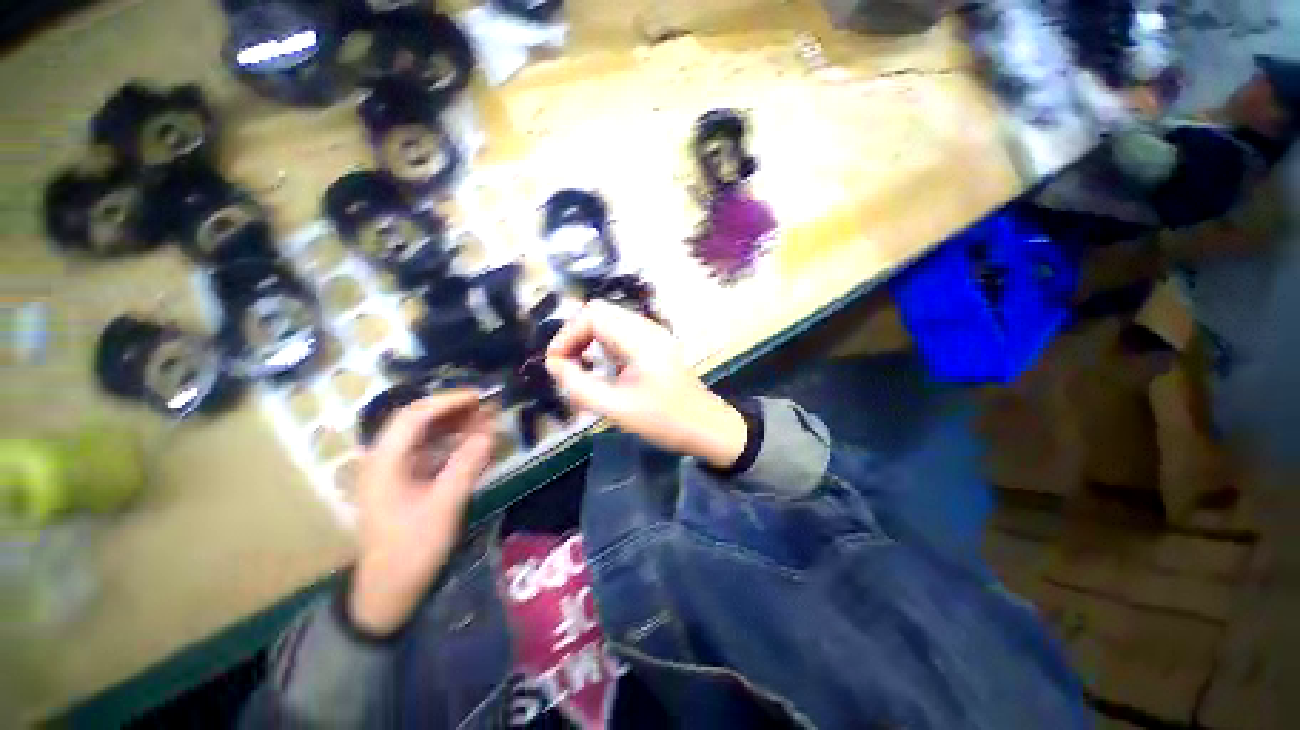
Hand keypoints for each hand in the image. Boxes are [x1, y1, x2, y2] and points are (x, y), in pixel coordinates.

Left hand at [348, 391, 495, 635]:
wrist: (388, 591)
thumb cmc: (412, 550)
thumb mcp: (443, 508)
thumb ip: (466, 466)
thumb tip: (489, 433)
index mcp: (384, 463)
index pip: (413, 417)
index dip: (447, 401)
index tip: (479, 397)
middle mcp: (385, 459)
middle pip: (418, 421)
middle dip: (454, 409)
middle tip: (488, 406)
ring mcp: (394, 470)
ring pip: (425, 434)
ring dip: (456, 423)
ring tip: (487, 418)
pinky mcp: (405, 480)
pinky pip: (430, 450)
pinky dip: (453, 442)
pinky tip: (474, 441)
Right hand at [545, 302, 745, 468]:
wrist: (708, 428)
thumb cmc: (665, 421)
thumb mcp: (617, 409)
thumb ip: (579, 386)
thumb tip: (554, 365)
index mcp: (641, 339)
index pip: (592, 315)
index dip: (567, 335)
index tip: (555, 364)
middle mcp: (647, 328)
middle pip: (599, 312)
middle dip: (575, 336)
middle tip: (565, 365)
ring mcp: (653, 335)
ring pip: (609, 321)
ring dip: (588, 339)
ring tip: (579, 367)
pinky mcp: (655, 345)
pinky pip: (620, 333)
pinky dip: (602, 345)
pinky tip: (601, 368)